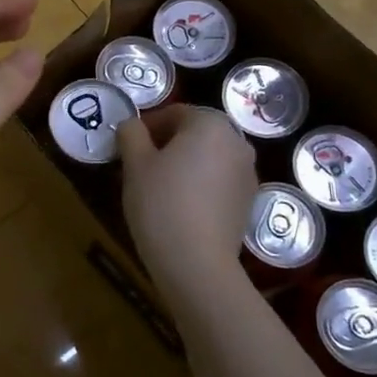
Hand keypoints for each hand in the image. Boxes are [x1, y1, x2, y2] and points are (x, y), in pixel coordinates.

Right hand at [117, 105, 256, 300]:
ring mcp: (248, 173)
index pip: (175, 112)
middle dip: (167, 144)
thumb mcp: (134, 163)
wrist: (197, 263)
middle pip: (195, 133)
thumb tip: (131, 126)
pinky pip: (219, 181)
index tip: (127, 146)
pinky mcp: (248, 202)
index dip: (147, 126)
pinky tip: (180, 206)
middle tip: (140, 165)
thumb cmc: (161, 203)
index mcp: (210, 124)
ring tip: (158, 187)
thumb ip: (131, 134)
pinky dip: (200, 185)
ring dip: (185, 164)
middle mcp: (237, 142)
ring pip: (209, 158)